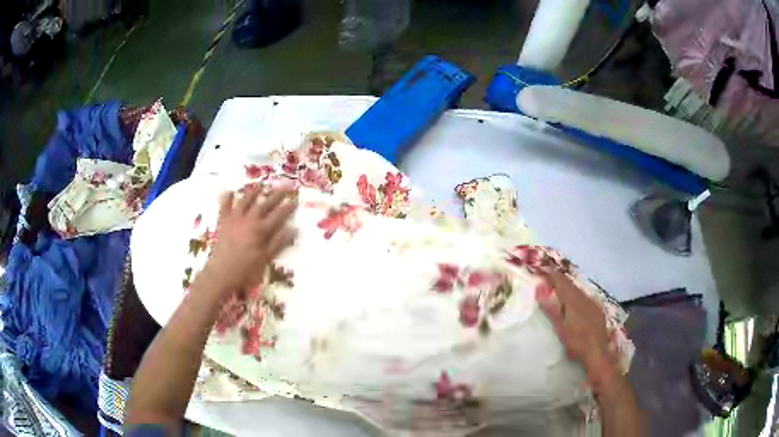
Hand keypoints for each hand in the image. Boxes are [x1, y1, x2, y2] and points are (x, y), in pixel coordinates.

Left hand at [200, 187, 296, 297]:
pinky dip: (227, 198)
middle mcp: (249, 220)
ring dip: (253, 193)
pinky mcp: (223, 222)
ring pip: (245, 201)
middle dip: (275, 196)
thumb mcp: (266, 258)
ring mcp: (235, 219)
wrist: (221, 273)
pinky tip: (230, 191)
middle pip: (264, 204)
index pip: (278, 215)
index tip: (295, 201)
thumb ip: (279, 242)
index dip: (287, 208)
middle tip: (284, 188)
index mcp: (261, 230)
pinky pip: (225, 206)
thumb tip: (294, 228)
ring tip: (260, 187)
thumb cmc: (246, 270)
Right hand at [536, 269, 623, 397]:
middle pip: (571, 284)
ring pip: (579, 290)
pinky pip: (585, 297)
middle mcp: (585, 298)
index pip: (562, 282)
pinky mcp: (598, 310)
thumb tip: (539, 288)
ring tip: (560, 289)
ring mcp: (593, 303)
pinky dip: (577, 296)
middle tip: (550, 279)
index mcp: (574, 300)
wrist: (598, 352)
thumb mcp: (560, 327)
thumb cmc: (576, 342)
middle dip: (560, 280)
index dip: (553, 275)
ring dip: (569, 288)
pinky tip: (576, 302)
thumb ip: (550, 308)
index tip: (543, 271)